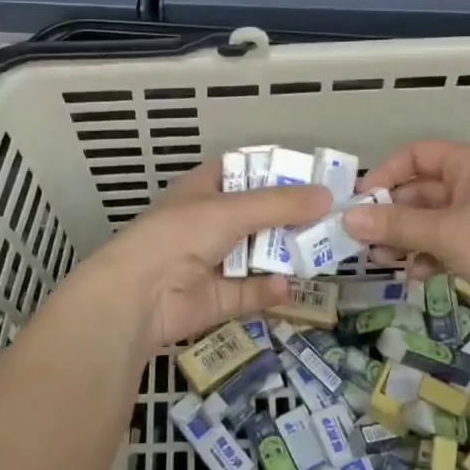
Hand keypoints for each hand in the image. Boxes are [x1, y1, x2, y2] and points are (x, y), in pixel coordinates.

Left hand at [62, 159, 331, 352]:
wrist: (139, 296)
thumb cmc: (180, 235)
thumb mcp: (232, 210)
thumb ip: (280, 205)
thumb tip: (328, 196)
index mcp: (203, 190)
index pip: (242, 170)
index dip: (274, 170)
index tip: (311, 174)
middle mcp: (208, 222)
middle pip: (257, 214)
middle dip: (290, 216)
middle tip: (330, 216)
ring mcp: (211, 262)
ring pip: (257, 254)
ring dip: (285, 253)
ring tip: (324, 249)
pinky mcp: (217, 299)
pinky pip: (250, 291)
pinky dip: (268, 289)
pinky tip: (289, 286)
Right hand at [344, 140, 469, 308]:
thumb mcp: (445, 233)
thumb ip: (395, 225)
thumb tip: (347, 219)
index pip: (417, 154)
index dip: (386, 173)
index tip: (361, 200)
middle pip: (421, 189)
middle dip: (392, 214)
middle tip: (362, 238)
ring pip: (432, 218)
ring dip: (406, 237)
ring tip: (381, 260)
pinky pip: (448, 240)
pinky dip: (429, 253)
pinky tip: (416, 274)